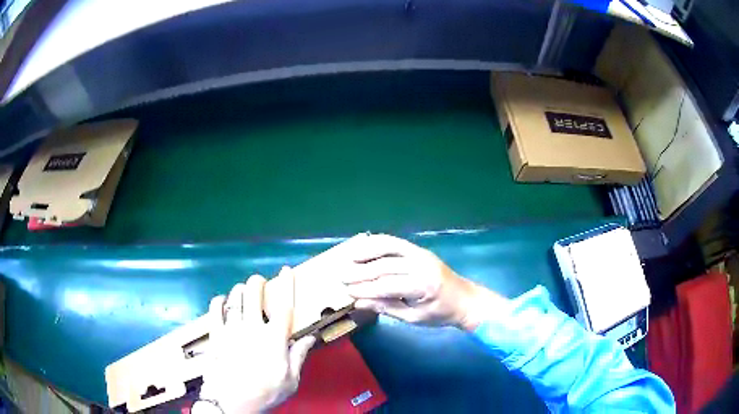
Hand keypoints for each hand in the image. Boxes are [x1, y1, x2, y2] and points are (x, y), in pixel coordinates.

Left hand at [198, 267, 315, 413]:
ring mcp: (231, 329)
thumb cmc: (265, 392)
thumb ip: (299, 356)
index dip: (287, 285)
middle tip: (259, 281)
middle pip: (254, 294)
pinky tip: (221, 301)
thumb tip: (310, 338)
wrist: (231, 402)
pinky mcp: (215, 335)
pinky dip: (218, 301)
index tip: (286, 270)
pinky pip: (214, 310)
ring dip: (239, 290)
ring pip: (234, 298)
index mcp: (274, 338)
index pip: (283, 305)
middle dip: (257, 282)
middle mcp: (252, 328)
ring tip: (242, 290)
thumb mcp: (290, 380)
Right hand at [342, 234, 502, 329]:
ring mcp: (421, 254)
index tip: (347, 292)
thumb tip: (359, 303)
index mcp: (422, 286)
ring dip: (367, 251)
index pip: (385, 285)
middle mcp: (421, 265)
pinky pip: (396, 242)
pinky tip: (366, 245)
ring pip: (389, 247)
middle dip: (360, 272)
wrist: (466, 300)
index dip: (364, 289)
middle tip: (341, 277)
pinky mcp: (420, 250)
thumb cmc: (440, 314)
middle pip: (384, 265)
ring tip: (349, 256)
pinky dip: (379, 242)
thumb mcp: (414, 318)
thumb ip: (386, 308)